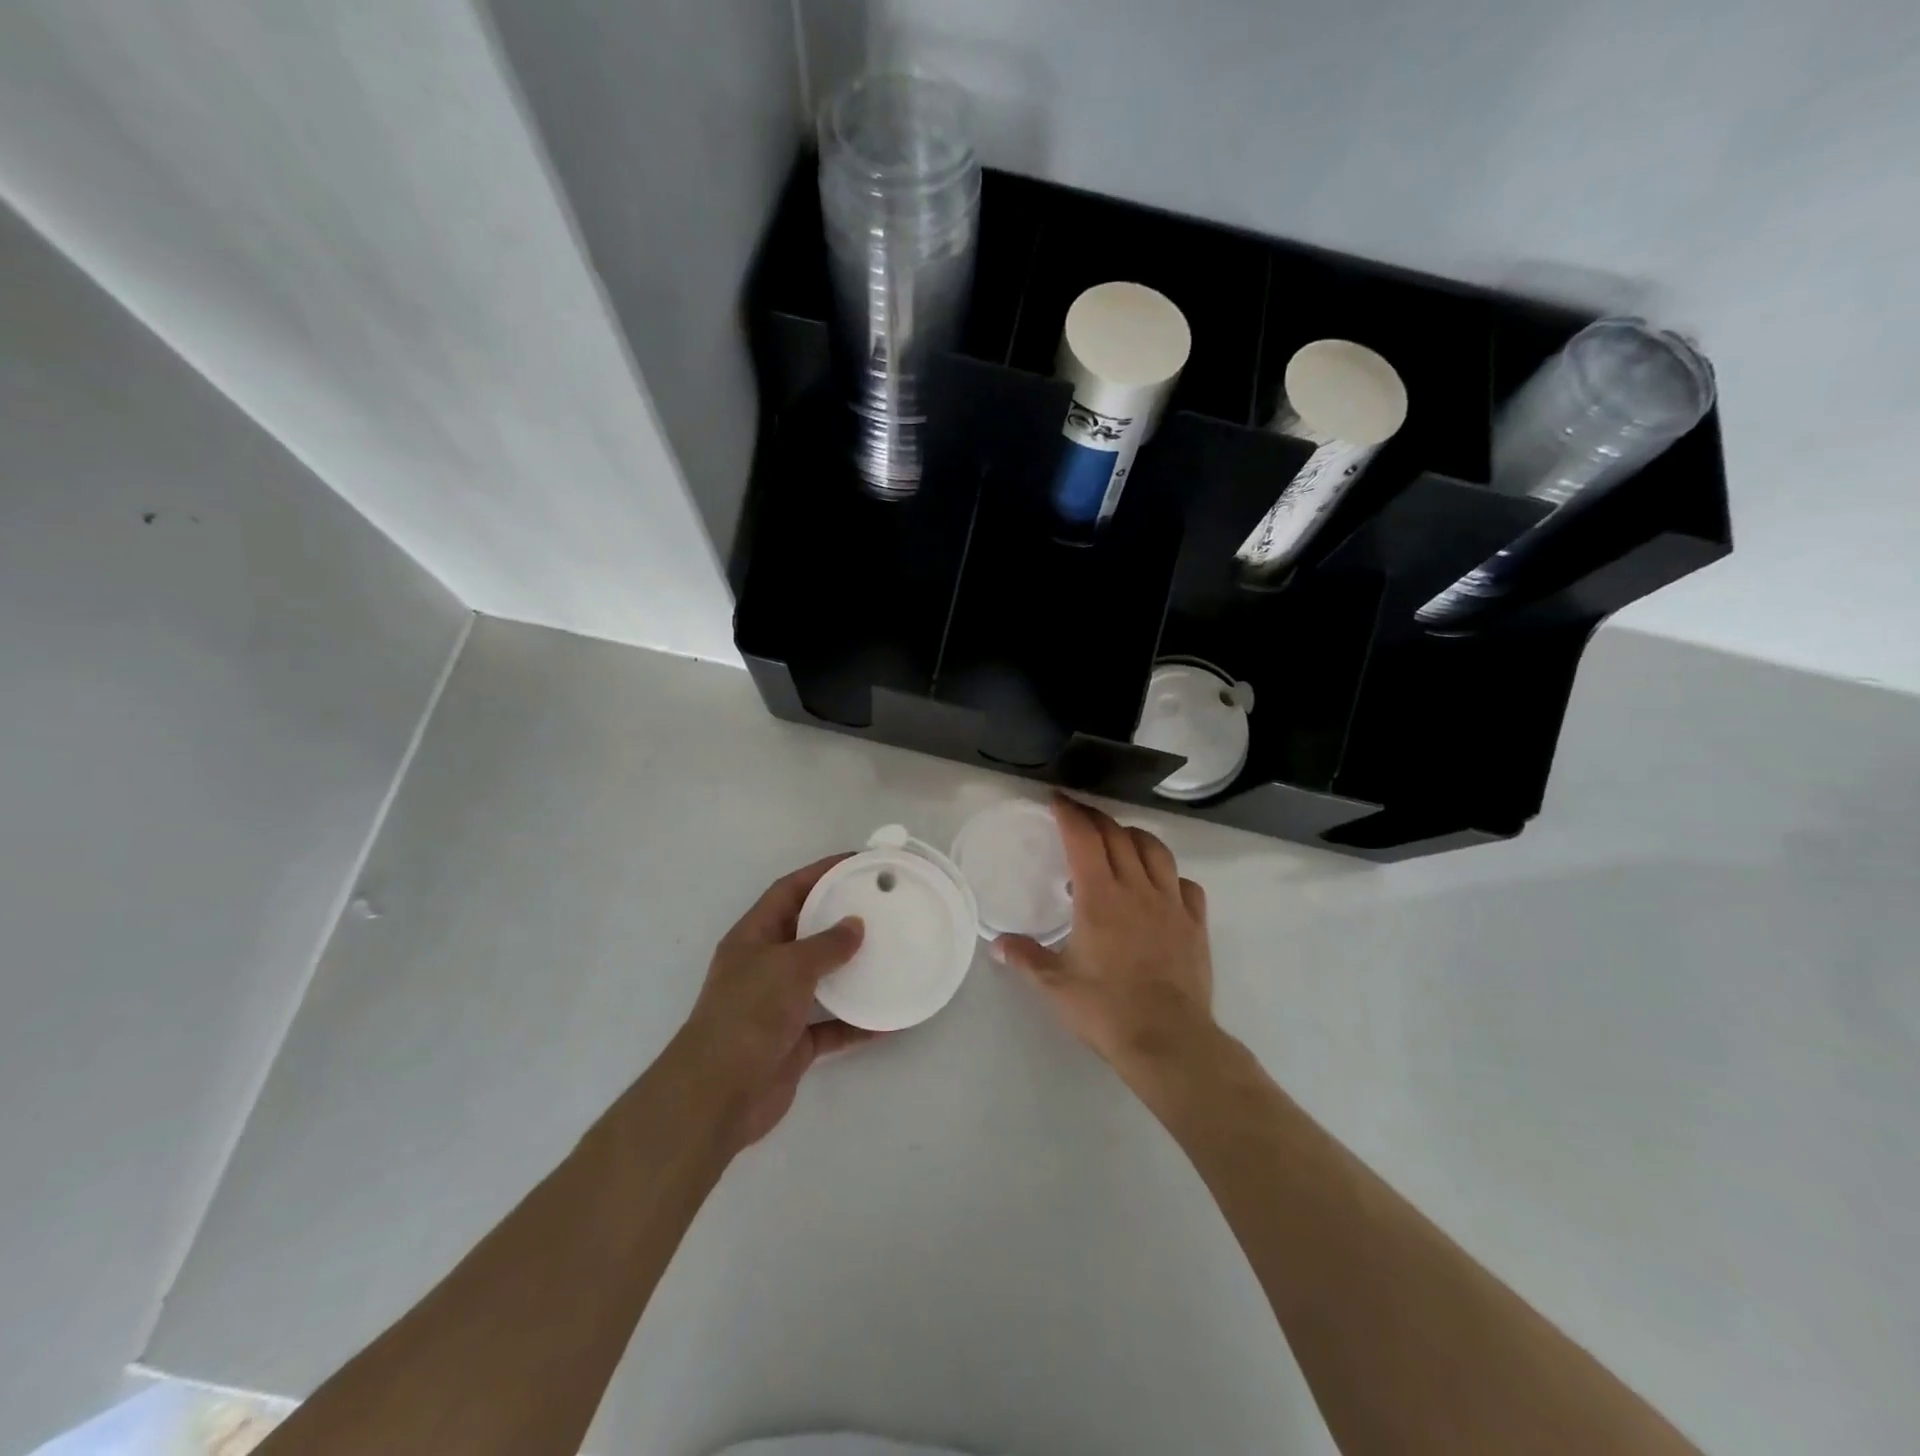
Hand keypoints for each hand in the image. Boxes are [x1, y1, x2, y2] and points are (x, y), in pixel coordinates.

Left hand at [675, 855, 875, 1151]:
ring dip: (851, 970)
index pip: (788, 891)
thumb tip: (856, 925)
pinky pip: (832, 1025)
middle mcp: (764, 966)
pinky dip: (856, 1022)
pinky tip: (888, 1018)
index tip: (857, 862)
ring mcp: (778, 1006)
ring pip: (821, 979)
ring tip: (889, 953)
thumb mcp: (789, 966)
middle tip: (880, 906)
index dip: (820, 872)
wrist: (718, 1096)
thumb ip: (826, 944)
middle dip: (840, 918)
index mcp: (753, 937)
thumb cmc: (748, 1015)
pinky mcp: (793, 1042)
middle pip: (806, 932)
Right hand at [994, 796, 1215, 1084]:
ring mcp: (1171, 904)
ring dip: (1134, 836)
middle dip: (1096, 818)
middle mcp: (1137, 889)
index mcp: (1100, 896)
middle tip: (1079, 816)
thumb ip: (1026, 958)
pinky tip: (1161, 885)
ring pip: (1156, 851)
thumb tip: (998, 944)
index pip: (1083, 838)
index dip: (1069, 813)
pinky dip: (1170, 875)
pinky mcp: (1195, 924)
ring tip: (1121, 839)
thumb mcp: (1055, 985)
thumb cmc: (1106, 1009)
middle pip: (1118, 835)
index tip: (1057, 799)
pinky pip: (1186, 885)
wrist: (1168, 1040)